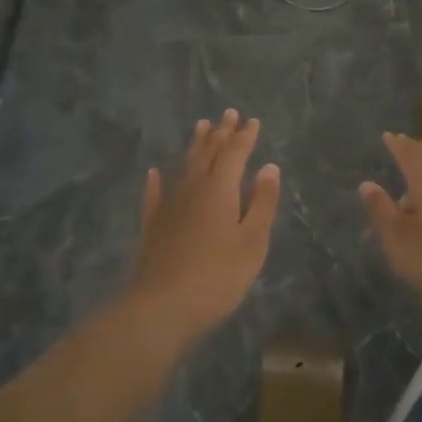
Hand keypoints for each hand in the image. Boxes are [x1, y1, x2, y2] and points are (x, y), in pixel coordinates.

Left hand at [121, 110, 279, 349]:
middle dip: (220, 133)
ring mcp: (168, 205)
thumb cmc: (217, 277)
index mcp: (220, 189)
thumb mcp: (252, 242)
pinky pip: (155, 194)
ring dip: (195, 146)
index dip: (245, 136)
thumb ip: (261, 203)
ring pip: (184, 166)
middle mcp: (192, 188)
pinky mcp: (151, 225)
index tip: (252, 121)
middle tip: (228, 114)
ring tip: (201, 127)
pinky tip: (154, 173)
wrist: (161, 307)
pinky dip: (156, 181)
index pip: (235, 153)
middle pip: (208, 153)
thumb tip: (269, 167)